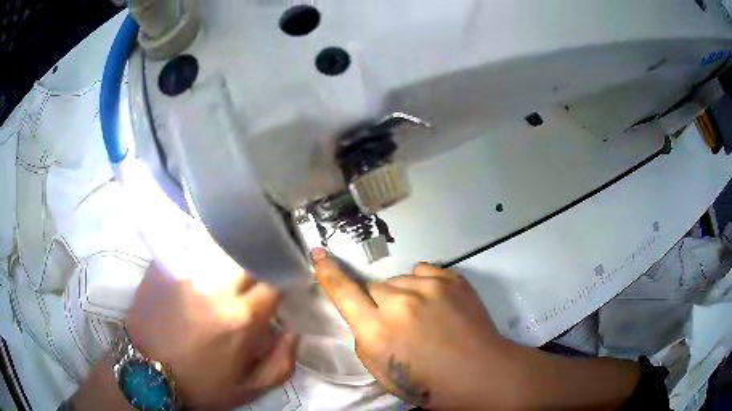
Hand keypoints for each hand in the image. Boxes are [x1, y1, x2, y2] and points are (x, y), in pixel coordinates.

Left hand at [123, 254, 296, 408]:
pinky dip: (204, 237)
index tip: (282, 278)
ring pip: (221, 240)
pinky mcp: (165, 264)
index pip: (276, 281)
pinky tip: (207, 242)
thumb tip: (293, 331)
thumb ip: (282, 364)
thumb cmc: (200, 384)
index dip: (284, 276)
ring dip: (233, 243)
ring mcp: (187, 271)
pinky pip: (190, 239)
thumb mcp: (248, 390)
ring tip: (235, 247)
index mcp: (242, 319)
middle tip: (259, 261)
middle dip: (260, 256)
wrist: (146, 372)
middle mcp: (217, 289)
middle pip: (249, 254)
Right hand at [311, 248, 513, 408]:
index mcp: (377, 331)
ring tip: (424, 316)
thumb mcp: (382, 372)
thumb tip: (365, 315)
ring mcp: (428, 287)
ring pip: (399, 280)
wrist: (480, 373)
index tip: (318, 254)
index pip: (343, 293)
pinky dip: (423, 285)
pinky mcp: (451, 279)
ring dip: (403, 295)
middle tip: (398, 323)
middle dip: (379, 303)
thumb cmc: (428, 383)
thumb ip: (366, 339)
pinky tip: (437, 304)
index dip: (328, 273)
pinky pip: (423, 271)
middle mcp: (399, 303)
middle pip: (374, 287)